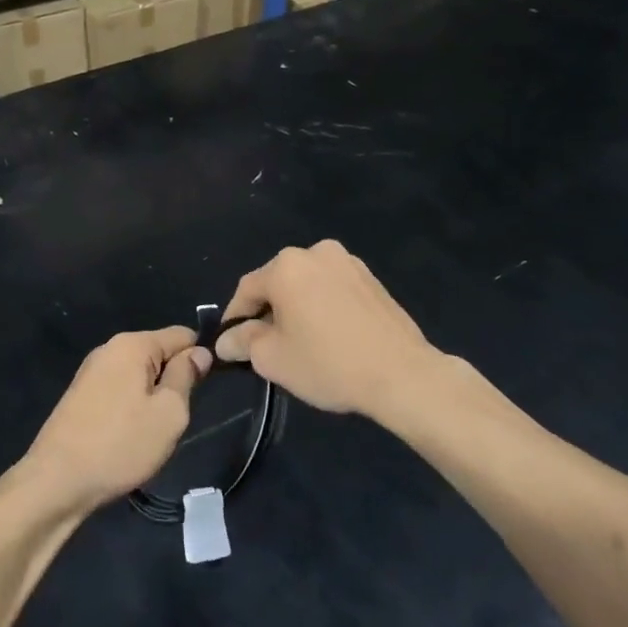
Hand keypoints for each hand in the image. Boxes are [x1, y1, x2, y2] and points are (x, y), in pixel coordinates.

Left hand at [20, 327, 211, 516]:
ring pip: (139, 375)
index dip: (200, 357)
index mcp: (133, 344)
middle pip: (159, 353)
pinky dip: (131, 407)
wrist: (56, 481)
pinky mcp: (81, 394)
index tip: (206, 389)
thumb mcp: (168, 413)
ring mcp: (91, 371)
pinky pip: (120, 389)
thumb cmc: (120, 444)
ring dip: (152, 397)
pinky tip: (128, 437)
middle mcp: (110, 348)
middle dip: (173, 380)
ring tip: (151, 432)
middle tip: (175, 419)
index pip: (182, 334)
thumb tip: (198, 353)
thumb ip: (186, 377)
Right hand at [217, 240, 441, 417]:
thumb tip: (225, 340)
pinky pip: (333, 288)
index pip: (247, 288)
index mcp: (286, 266)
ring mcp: (347, 262)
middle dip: (268, 310)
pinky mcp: (371, 278)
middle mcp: (315, 252)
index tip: (232, 342)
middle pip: (278, 281)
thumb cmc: (328, 363)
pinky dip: (324, 306)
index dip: (235, 316)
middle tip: (267, 344)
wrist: (402, 374)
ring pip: (307, 284)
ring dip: (297, 306)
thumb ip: (243, 342)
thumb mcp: (273, 359)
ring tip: (302, 341)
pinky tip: (331, 335)